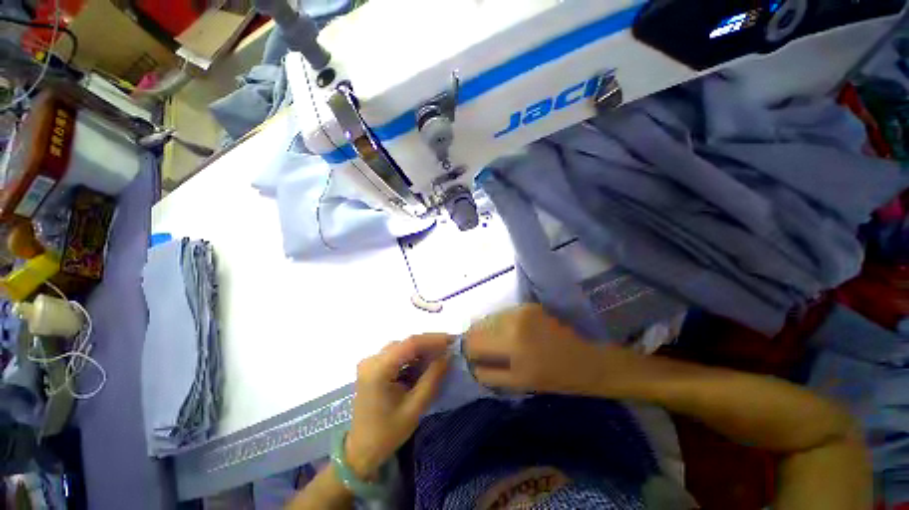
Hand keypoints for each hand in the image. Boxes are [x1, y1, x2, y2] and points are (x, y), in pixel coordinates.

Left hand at [345, 334, 449, 479]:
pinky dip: (413, 357)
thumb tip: (448, 355)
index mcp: (378, 369)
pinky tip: (425, 363)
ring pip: (402, 347)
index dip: (433, 340)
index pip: (410, 344)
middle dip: (430, 344)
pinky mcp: (373, 366)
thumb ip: (432, 378)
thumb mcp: (415, 408)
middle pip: (406, 343)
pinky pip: (397, 354)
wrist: (361, 451)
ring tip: (441, 354)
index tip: (453, 340)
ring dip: (422, 350)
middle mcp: (372, 360)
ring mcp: (370, 362)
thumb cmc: (387, 433)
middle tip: (450, 347)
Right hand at [465, 304, 624, 394]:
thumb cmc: (558, 378)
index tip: (473, 356)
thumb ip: (490, 373)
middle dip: (477, 338)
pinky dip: (502, 323)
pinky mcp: (529, 305)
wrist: (591, 360)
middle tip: (486, 351)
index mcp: (512, 343)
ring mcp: (522, 309)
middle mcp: (514, 320)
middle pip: (479, 325)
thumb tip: (471, 363)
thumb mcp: (520, 383)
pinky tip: (512, 333)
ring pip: (490, 317)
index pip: (474, 341)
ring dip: (489, 330)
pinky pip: (504, 313)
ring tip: (500, 343)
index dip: (469, 350)